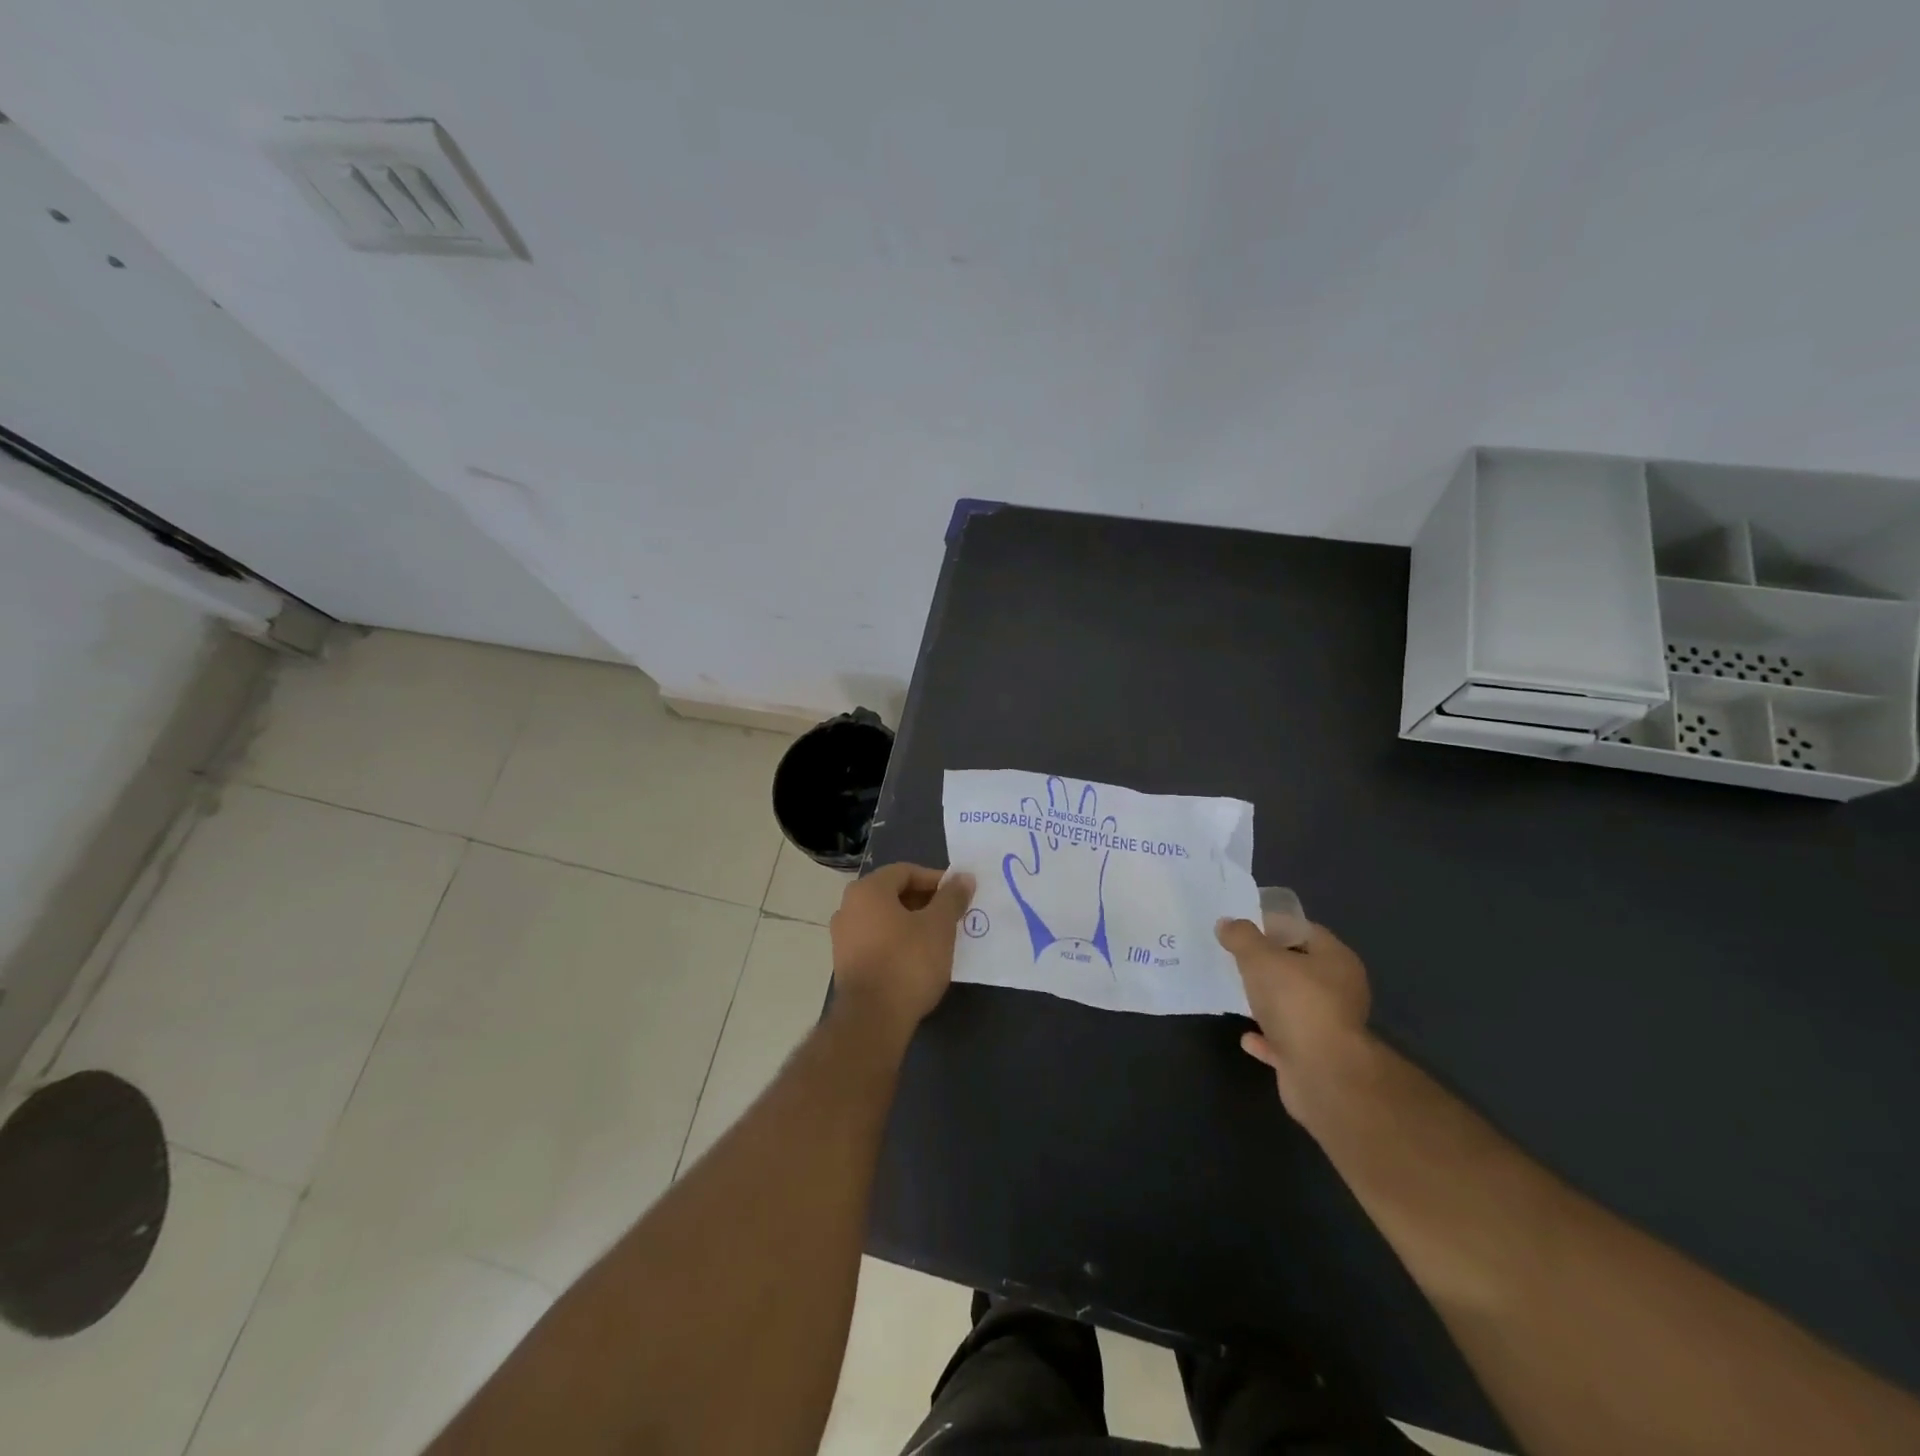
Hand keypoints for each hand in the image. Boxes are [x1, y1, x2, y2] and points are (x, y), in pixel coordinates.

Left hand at [830, 863, 975, 1033]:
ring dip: (911, 922)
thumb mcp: (939, 926)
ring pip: (884, 918)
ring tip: (938, 938)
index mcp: (868, 890)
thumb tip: (964, 877)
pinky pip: (876, 940)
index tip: (958, 895)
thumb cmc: (908, 962)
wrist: (872, 1019)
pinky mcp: (845, 963)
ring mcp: (842, 937)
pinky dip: (897, 941)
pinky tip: (917, 959)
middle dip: (924, 901)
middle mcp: (848, 907)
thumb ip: (952, 898)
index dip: (935, 880)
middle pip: (892, 893)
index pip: (905, 871)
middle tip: (951, 916)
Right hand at [1215, 914, 1372, 1118]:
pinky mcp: (1315, 1059)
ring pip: (1293, 1006)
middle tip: (1236, 958)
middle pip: (1300, 969)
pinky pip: (1285, 1041)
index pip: (1305, 931)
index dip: (1274, 926)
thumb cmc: (1296, 1002)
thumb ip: (1242, 937)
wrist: (1321, 1074)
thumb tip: (1228, 923)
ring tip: (1236, 993)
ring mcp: (1328, 1027)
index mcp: (1336, 961)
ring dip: (1268, 1002)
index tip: (1243, 928)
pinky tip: (1245, 1036)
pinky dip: (1266, 1037)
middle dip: (1269, 964)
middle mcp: (1339, 991)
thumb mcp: (1260, 958)